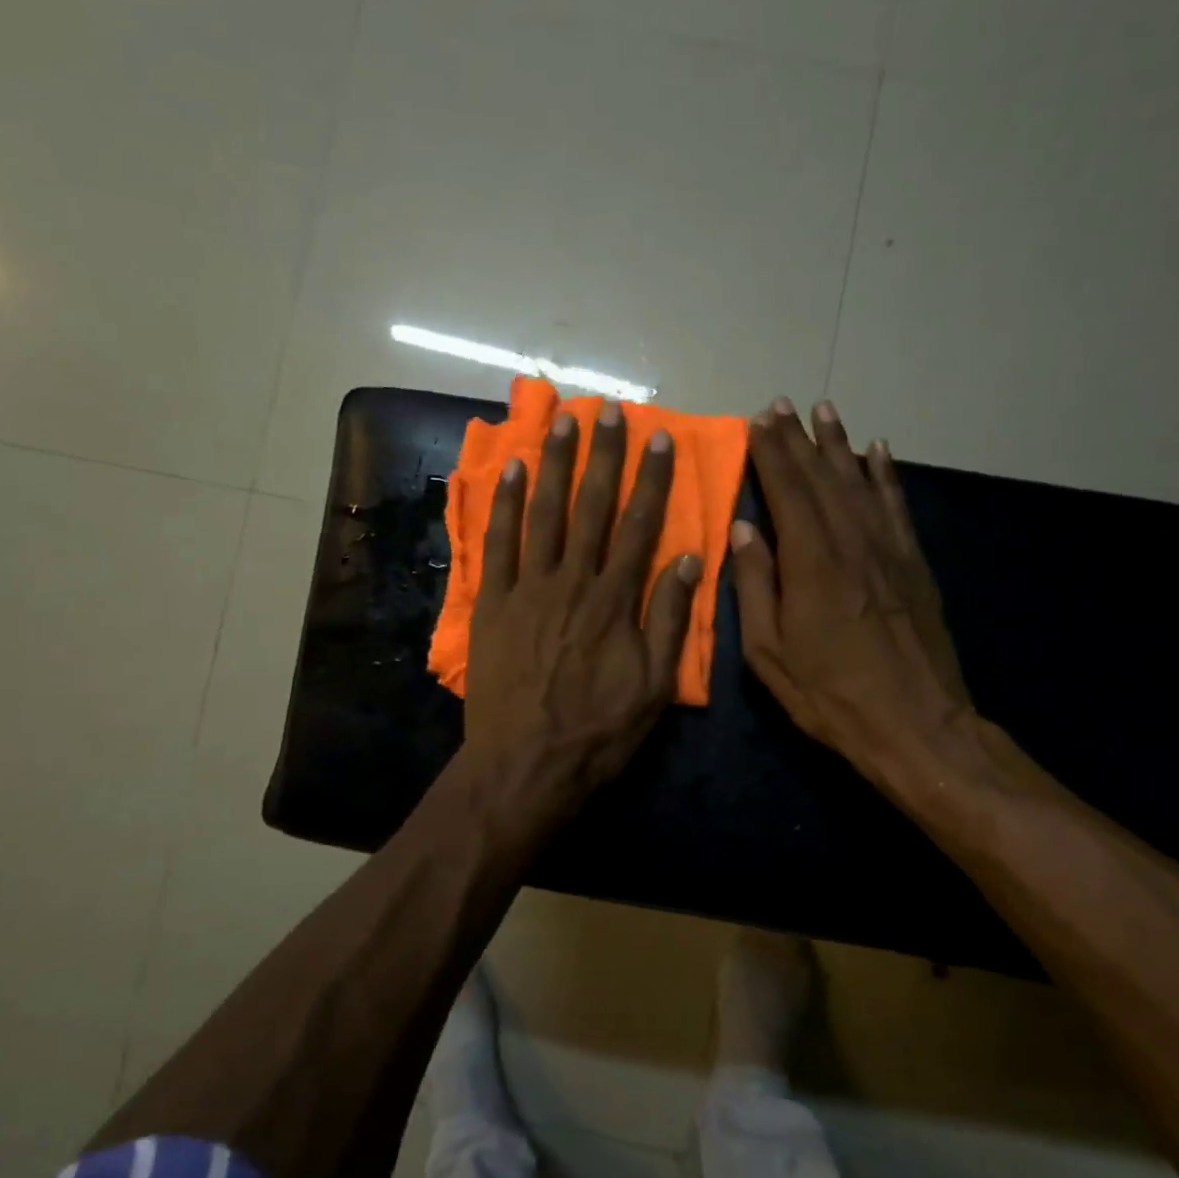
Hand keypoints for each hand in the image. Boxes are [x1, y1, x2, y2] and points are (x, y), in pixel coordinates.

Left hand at [464, 401, 701, 820]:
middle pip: (590, 507)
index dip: (651, 479)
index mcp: (614, 600)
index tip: (659, 438)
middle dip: (601, 456)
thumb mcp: (653, 686)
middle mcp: (571, 581)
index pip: (639, 525)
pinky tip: (508, 470)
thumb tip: (686, 559)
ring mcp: (526, 589)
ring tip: (561, 420)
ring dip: (552, 463)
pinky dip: (502, 505)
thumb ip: (669, 620)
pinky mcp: (492, 605)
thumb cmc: (598, 732)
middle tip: (608, 411)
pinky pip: (497, 544)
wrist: (524, 766)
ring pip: (542, 513)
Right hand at [730, 397, 972, 792]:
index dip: (771, 453)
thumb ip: (756, 586)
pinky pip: (896, 506)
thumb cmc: (830, 695)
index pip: (787, 492)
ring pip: (859, 482)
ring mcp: (888, 550)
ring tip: (824, 410)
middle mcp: (852, 542)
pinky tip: (877, 450)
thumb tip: (745, 530)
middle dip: (798, 439)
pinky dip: (884, 475)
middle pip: (821, 478)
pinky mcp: (914, 564)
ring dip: (838, 444)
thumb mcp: (770, 653)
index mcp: (811, 563)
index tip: (758, 420)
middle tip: (781, 404)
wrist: (916, 724)